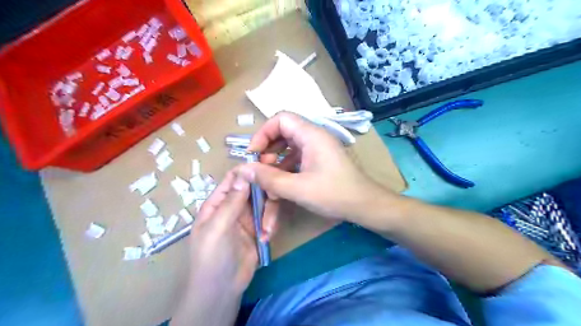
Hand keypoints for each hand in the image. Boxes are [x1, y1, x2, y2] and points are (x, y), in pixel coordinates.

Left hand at [170, 168, 277, 325]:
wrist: (222, 290)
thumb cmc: (212, 257)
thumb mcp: (218, 227)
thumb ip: (232, 201)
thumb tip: (244, 172)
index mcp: (218, 202)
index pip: (234, 179)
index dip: (248, 170)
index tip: (267, 165)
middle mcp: (233, 206)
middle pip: (253, 188)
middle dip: (265, 191)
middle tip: (276, 195)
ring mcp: (247, 218)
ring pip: (264, 203)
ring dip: (269, 213)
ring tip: (267, 230)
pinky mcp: (259, 229)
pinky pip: (270, 217)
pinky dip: (271, 225)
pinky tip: (267, 237)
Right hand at [239, 113, 397, 223]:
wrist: (364, 204)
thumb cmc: (334, 194)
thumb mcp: (298, 188)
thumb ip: (269, 178)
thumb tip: (244, 169)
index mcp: (311, 135)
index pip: (281, 119)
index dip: (263, 133)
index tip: (254, 153)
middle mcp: (315, 136)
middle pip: (283, 131)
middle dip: (268, 148)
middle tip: (261, 168)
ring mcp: (318, 147)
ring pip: (289, 144)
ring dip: (276, 158)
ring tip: (269, 178)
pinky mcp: (319, 158)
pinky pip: (297, 155)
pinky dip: (286, 165)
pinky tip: (281, 182)